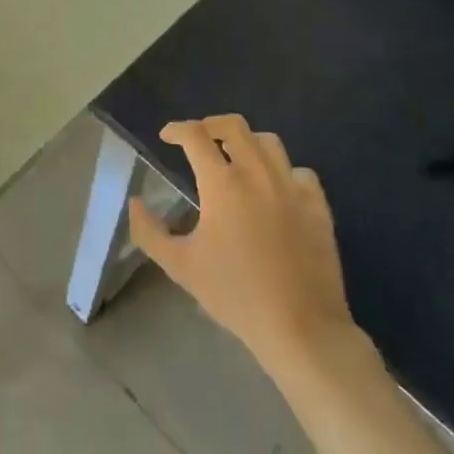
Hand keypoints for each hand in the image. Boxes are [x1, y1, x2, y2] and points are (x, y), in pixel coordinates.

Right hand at [129, 115, 362, 383]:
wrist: (300, 327)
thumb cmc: (235, 295)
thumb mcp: (180, 266)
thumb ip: (149, 232)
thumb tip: (135, 204)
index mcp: (223, 184)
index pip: (195, 136)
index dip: (176, 129)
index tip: (166, 136)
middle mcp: (258, 173)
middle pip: (234, 126)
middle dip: (210, 125)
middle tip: (199, 140)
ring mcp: (292, 187)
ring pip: (269, 142)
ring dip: (247, 143)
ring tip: (236, 159)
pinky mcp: (318, 206)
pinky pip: (300, 172)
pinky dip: (283, 172)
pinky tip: (275, 189)